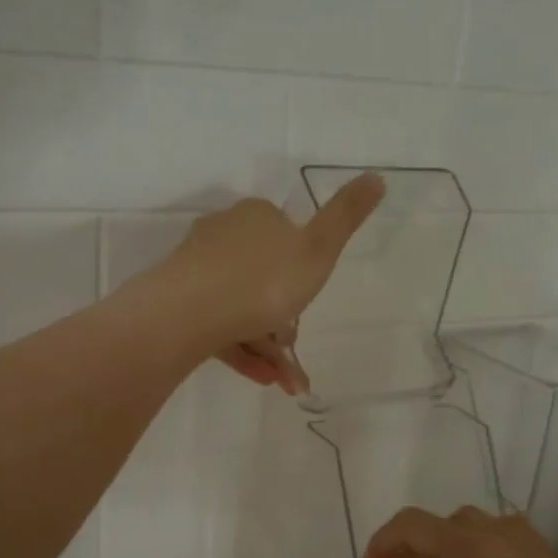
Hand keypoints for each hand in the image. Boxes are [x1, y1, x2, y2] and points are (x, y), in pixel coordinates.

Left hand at [158, 173, 383, 394]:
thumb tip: (377, 176)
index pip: (287, 236)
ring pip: (242, 307)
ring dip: (267, 345)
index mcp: (256, 217)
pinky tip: (263, 378)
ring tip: (284, 381)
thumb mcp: (317, 249)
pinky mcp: (180, 302)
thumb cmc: (262, 280)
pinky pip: (219, 327)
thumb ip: (346, 216)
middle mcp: (223, 235)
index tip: (309, 300)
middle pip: (263, 277)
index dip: (303, 270)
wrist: (189, 313)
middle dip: (283, 318)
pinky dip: (243, 351)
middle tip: (294, 349)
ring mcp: (198, 269)